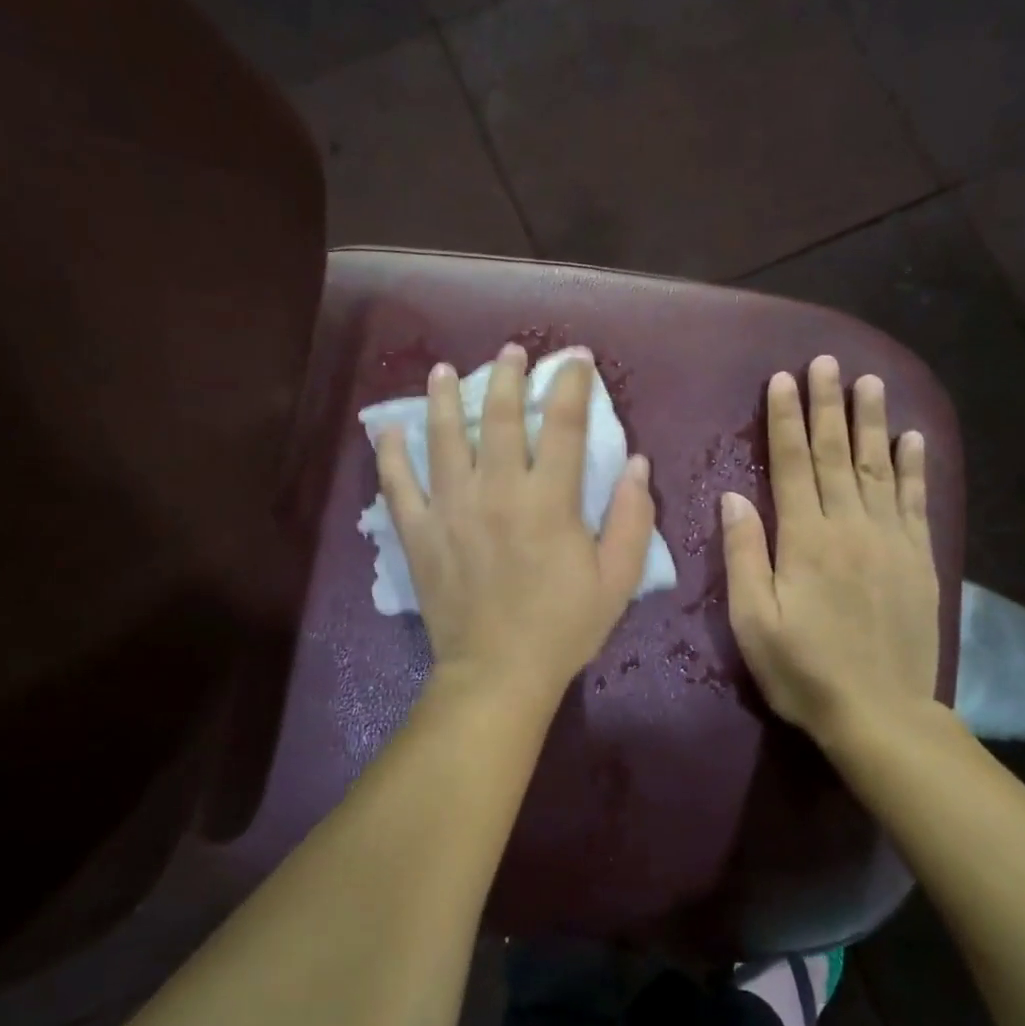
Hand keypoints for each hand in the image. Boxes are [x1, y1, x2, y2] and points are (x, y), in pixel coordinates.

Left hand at [377, 344, 657, 701]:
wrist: (497, 673)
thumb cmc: (563, 627)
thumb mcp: (616, 579)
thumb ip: (631, 517)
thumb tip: (636, 463)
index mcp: (549, 500)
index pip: (563, 424)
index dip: (571, 384)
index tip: (574, 358)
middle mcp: (497, 491)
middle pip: (499, 417)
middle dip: (507, 377)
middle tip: (510, 352)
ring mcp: (451, 508)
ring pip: (443, 438)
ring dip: (443, 398)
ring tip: (443, 370)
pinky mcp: (419, 533)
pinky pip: (398, 484)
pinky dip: (391, 454)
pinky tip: (387, 429)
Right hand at [722, 355, 940, 751]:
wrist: (880, 714)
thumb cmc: (803, 669)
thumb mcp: (752, 619)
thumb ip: (744, 554)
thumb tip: (734, 496)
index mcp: (805, 539)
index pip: (792, 464)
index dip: (785, 420)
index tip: (783, 379)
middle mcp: (850, 526)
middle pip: (837, 454)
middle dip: (828, 405)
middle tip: (826, 361)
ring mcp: (890, 540)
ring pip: (879, 467)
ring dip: (871, 421)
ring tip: (868, 382)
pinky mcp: (918, 559)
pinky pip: (916, 501)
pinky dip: (914, 466)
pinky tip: (912, 437)